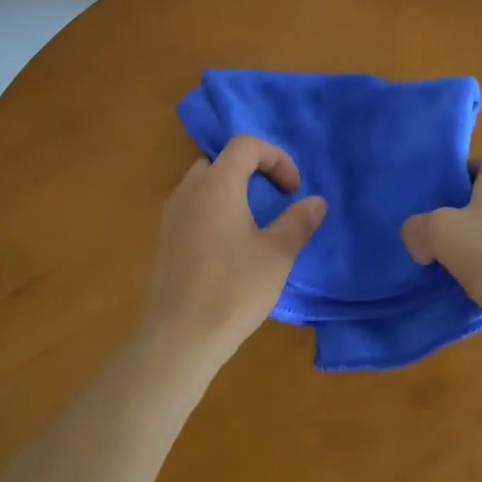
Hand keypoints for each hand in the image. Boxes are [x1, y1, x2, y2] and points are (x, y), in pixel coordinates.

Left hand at [139, 135, 326, 371]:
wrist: (179, 336)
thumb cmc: (233, 289)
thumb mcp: (277, 255)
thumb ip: (298, 222)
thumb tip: (316, 202)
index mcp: (217, 185)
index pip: (246, 145)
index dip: (276, 157)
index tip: (292, 190)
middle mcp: (189, 190)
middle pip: (222, 161)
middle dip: (252, 172)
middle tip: (274, 201)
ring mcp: (171, 214)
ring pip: (204, 184)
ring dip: (232, 191)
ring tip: (254, 224)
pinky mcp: (165, 238)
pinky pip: (192, 207)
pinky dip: (214, 210)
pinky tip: (228, 247)